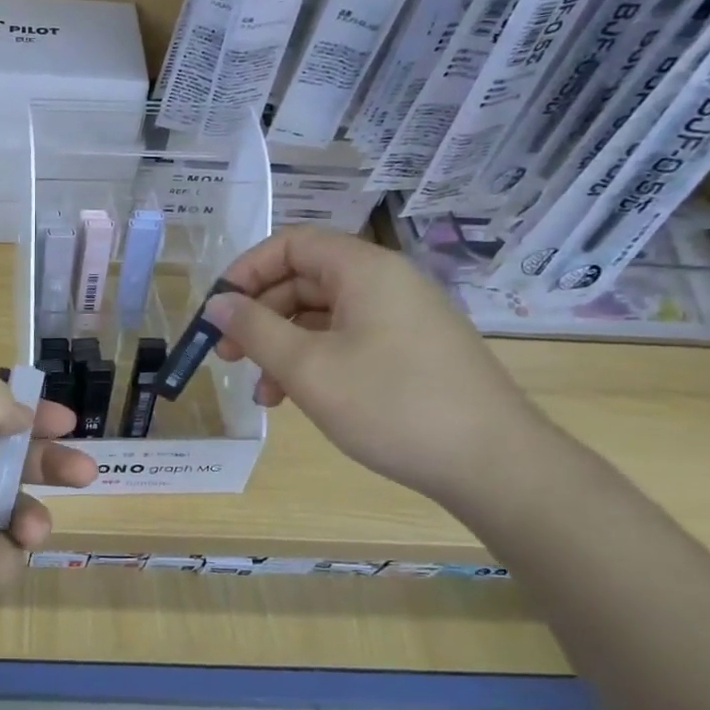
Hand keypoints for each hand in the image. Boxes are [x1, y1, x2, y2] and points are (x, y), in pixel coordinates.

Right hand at [207, 226, 552, 503]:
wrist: (492, 464)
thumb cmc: (391, 404)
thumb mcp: (308, 368)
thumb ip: (255, 330)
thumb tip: (217, 304)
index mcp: (364, 270)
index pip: (291, 245)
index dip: (246, 272)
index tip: (217, 312)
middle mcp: (385, 283)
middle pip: (304, 280)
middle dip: (259, 316)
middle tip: (228, 356)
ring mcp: (402, 318)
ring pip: (322, 317)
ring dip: (283, 347)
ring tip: (263, 394)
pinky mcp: (411, 351)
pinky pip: (348, 340)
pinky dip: (315, 362)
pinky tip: (297, 400)